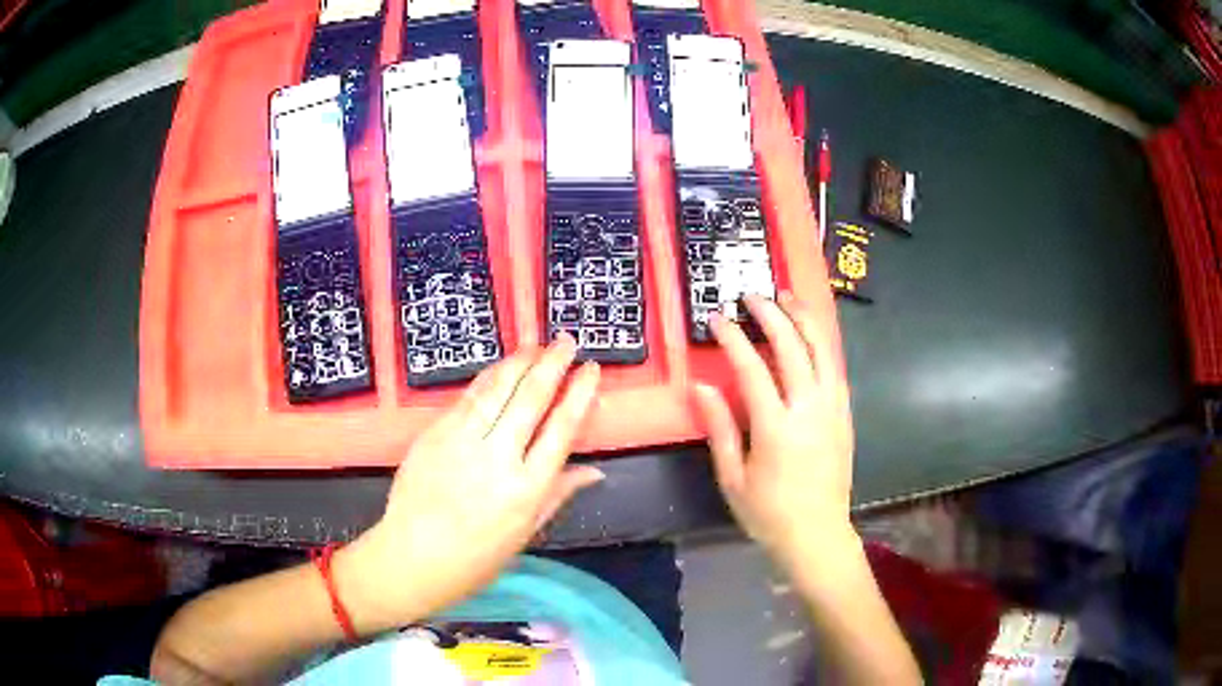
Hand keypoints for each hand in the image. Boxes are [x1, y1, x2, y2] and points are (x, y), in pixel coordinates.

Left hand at [336, 335, 603, 632]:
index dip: (579, 393)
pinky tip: (499, 368)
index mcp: (527, 489)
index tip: (591, 369)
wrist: (413, 557)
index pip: (561, 428)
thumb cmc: (476, 558)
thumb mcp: (526, 534)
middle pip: (530, 398)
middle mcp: (497, 459)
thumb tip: (595, 471)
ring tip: (536, 345)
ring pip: (496, 389)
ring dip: (519, 362)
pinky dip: (487, 379)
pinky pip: (467, 398)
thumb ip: (558, 494)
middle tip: (566, 341)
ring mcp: (461, 442)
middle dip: (552, 364)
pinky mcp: (434, 435)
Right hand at [693, 293, 856, 573]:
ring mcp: (833, 410)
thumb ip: (719, 429)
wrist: (817, 535)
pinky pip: (836, 368)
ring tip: (787, 298)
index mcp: (776, 427)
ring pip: (823, 350)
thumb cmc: (768, 513)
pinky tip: (811, 335)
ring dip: (804, 319)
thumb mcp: (733, 478)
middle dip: (771, 314)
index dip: (733, 338)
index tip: (718, 317)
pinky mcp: (845, 415)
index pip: (753, 368)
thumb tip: (702, 386)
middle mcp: (810, 409)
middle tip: (752, 295)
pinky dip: (822, 343)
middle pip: (793, 347)